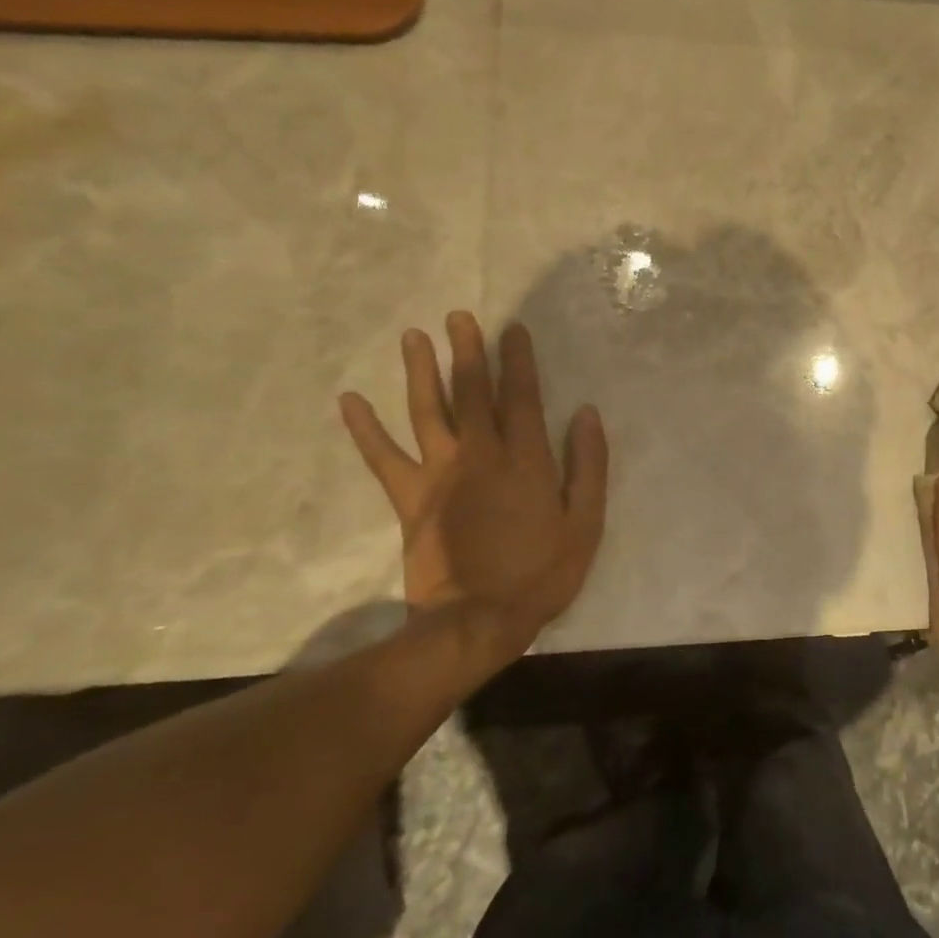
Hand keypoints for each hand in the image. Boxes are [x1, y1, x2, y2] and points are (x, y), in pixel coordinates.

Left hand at [339, 313, 607, 650]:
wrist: (478, 621)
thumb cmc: (541, 573)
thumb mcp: (586, 523)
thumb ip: (588, 465)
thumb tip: (586, 414)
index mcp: (525, 459)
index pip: (521, 396)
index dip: (518, 360)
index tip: (512, 329)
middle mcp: (481, 455)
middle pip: (472, 393)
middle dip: (467, 351)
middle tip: (458, 316)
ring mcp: (440, 474)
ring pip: (428, 412)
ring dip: (420, 372)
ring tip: (413, 337)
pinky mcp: (410, 498)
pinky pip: (383, 458)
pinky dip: (365, 429)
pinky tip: (350, 401)